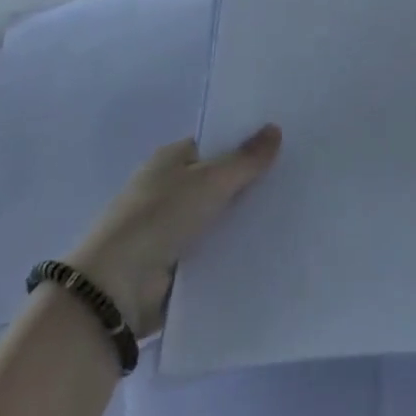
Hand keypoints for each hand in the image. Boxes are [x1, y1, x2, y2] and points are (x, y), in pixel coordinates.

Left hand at [66, 125, 280, 336]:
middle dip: (251, 182)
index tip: (284, 146)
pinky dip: (235, 247)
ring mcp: (172, 227)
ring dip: (245, 218)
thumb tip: (275, 128)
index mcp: (170, 160)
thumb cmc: (159, 217)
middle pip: (219, 180)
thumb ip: (245, 159)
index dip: (246, 144)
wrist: (116, 287)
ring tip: (294, 212)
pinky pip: (215, 248)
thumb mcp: (210, 181)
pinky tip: (270, 245)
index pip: (214, 145)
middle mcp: (169, 189)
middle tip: (298, 179)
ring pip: (219, 216)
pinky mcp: (177, 263)